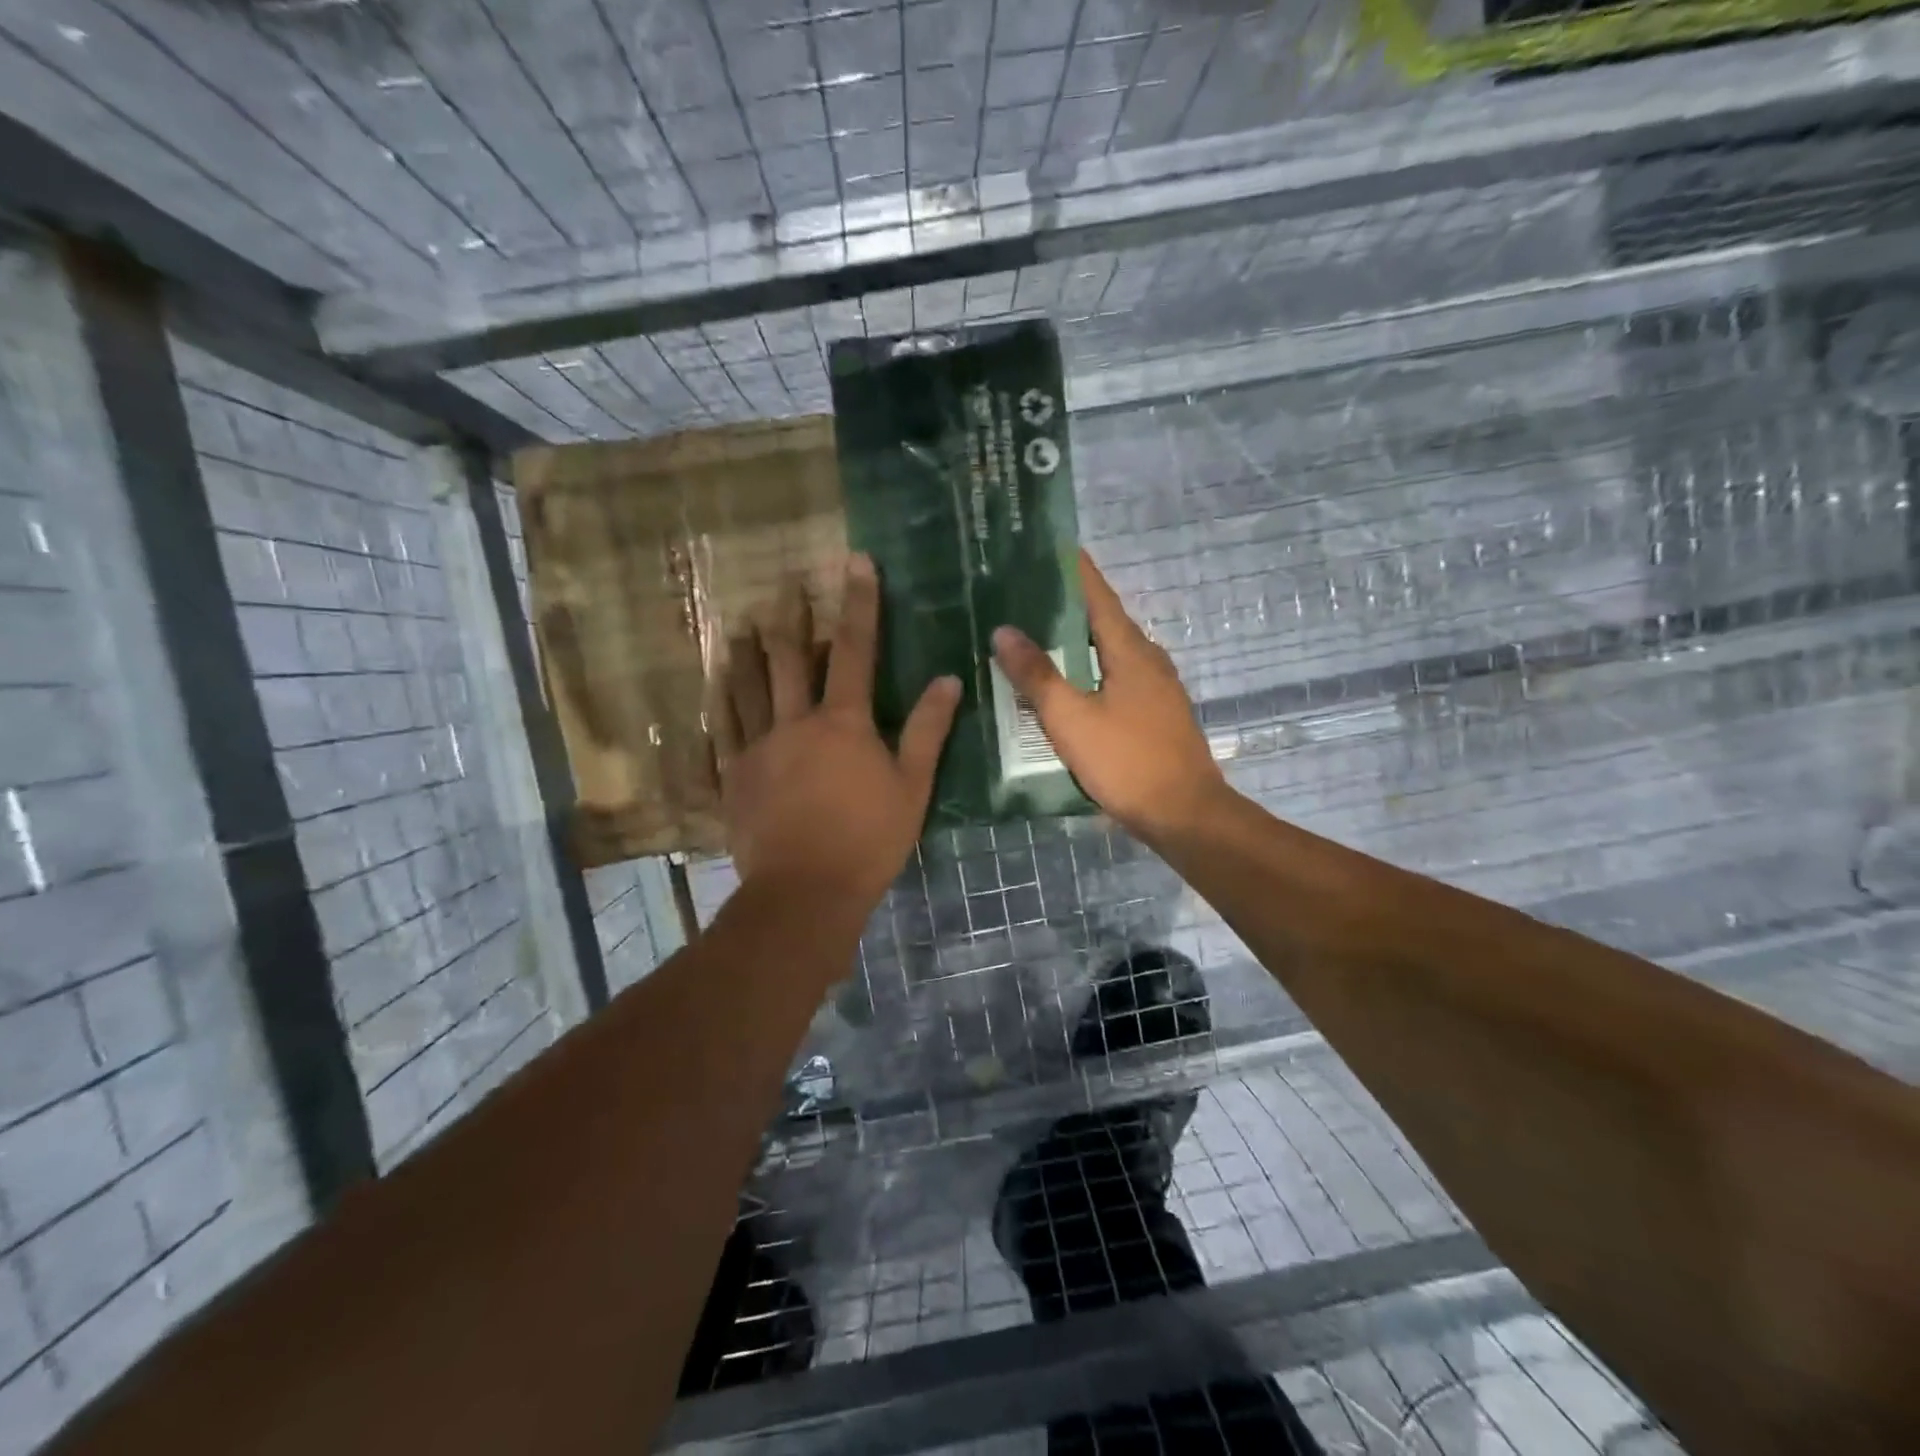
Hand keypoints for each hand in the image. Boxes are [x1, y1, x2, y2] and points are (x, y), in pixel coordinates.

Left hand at [716, 554, 960, 910]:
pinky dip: (718, 705)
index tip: (857, 561)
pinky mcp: (733, 777)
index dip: (859, 603)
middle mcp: (794, 722)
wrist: (806, 891)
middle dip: (790, 618)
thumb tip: (947, 679)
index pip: (854, 649)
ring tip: (740, 625)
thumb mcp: (912, 786)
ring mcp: (757, 748)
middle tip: (785, 586)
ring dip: (746, 653)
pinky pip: (721, 732)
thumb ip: (927, 730)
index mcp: (842, 722)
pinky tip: (712, 689)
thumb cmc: (868, 839)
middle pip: (789, 659)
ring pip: (746, 688)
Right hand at [993, 551, 1228, 845]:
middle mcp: (1148, 660)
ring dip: (1076, 642)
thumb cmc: (1127, 761)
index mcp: (1130, 651)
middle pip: (1104, 621)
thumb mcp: (1071, 718)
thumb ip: (1037, 674)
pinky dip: (1088, 671)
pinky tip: (1065, 686)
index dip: (1075, 570)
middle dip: (1067, 606)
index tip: (1049, 545)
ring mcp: (1156, 689)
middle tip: (1024, 594)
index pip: (1098, 596)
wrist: (1185, 815)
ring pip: (1109, 653)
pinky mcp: (1155, 715)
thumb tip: (1004, 631)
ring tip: (1035, 637)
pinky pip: (1115, 679)